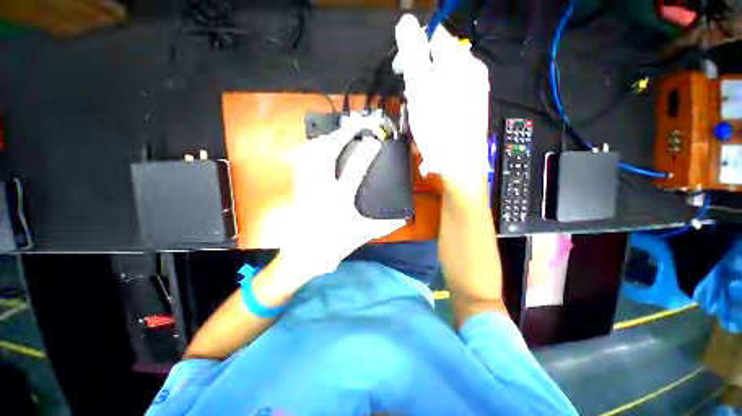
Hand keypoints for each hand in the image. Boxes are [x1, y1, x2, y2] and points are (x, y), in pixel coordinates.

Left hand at [280, 126, 405, 277]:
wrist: (303, 255)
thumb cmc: (332, 245)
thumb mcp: (361, 234)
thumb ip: (383, 225)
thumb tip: (403, 219)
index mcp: (339, 199)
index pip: (355, 170)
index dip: (366, 153)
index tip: (375, 142)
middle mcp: (320, 188)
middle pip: (326, 153)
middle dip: (341, 136)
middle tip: (354, 128)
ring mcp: (307, 186)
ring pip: (310, 154)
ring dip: (325, 140)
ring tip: (337, 134)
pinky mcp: (299, 188)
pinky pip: (302, 162)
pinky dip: (310, 151)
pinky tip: (318, 149)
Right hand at [393, 14, 490, 181]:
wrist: (458, 164)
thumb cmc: (438, 130)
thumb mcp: (420, 91)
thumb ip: (414, 56)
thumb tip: (406, 23)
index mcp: (459, 63)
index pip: (434, 37)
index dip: (414, 51)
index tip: (403, 72)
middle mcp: (472, 70)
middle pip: (440, 58)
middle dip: (422, 73)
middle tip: (413, 97)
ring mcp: (475, 88)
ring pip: (444, 77)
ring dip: (429, 88)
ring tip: (423, 109)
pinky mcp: (473, 105)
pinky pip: (452, 93)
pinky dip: (439, 99)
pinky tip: (435, 115)